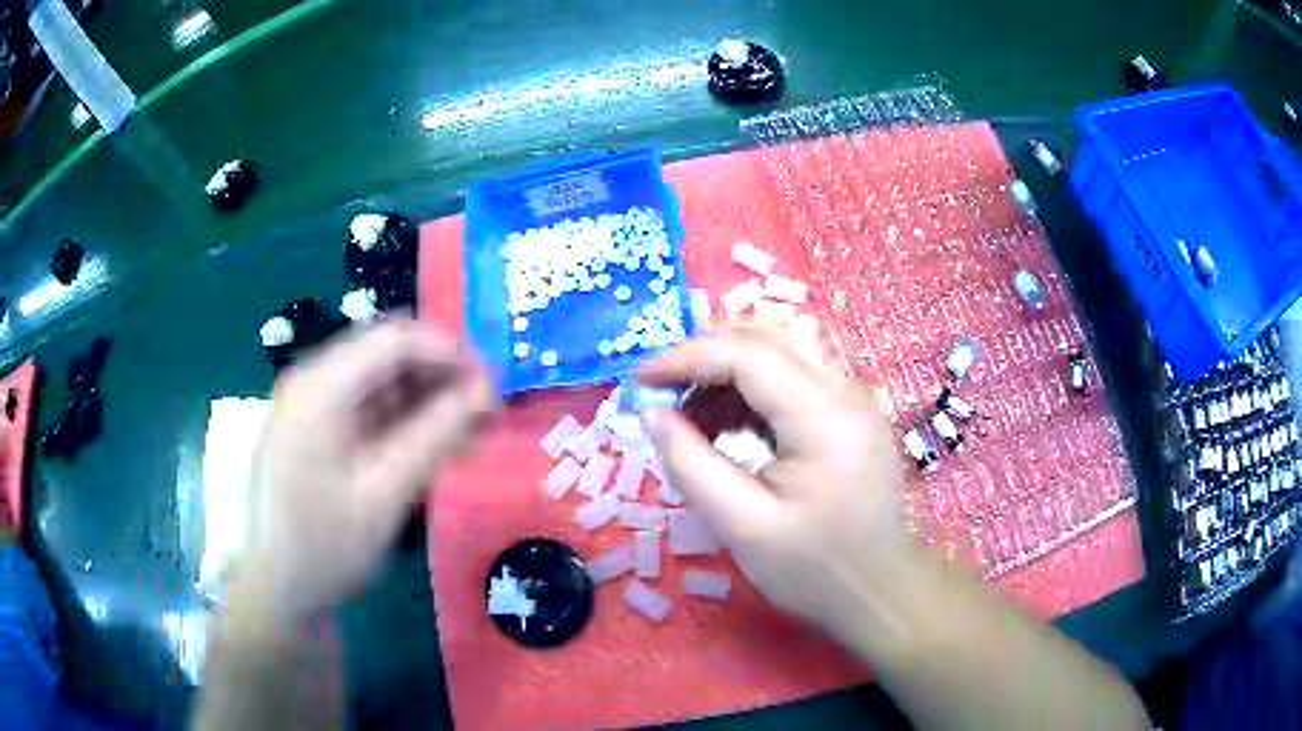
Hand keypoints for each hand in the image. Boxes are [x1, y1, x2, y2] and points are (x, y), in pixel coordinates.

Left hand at [241, 321, 492, 622]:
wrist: (279, 590)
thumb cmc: (325, 547)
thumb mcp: (384, 495)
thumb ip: (433, 437)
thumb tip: (484, 392)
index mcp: (320, 389)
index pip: (394, 341)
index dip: (450, 353)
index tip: (493, 386)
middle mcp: (314, 384)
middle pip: (388, 357)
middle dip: (443, 378)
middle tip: (489, 412)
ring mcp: (314, 408)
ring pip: (383, 385)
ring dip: (429, 402)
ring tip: (474, 433)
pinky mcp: (319, 433)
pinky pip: (370, 413)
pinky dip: (407, 424)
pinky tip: (439, 448)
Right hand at [638, 325, 922, 653]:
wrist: (881, 593)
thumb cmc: (815, 571)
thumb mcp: (742, 527)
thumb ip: (691, 465)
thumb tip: (652, 414)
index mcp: (824, 417)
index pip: (747, 353)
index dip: (685, 357)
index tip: (639, 383)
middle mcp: (845, 391)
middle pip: (766, 338)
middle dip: (704, 356)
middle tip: (663, 394)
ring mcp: (852, 400)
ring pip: (780, 353)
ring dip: (727, 372)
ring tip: (692, 420)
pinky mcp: (850, 415)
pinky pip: (794, 379)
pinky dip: (751, 392)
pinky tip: (729, 429)